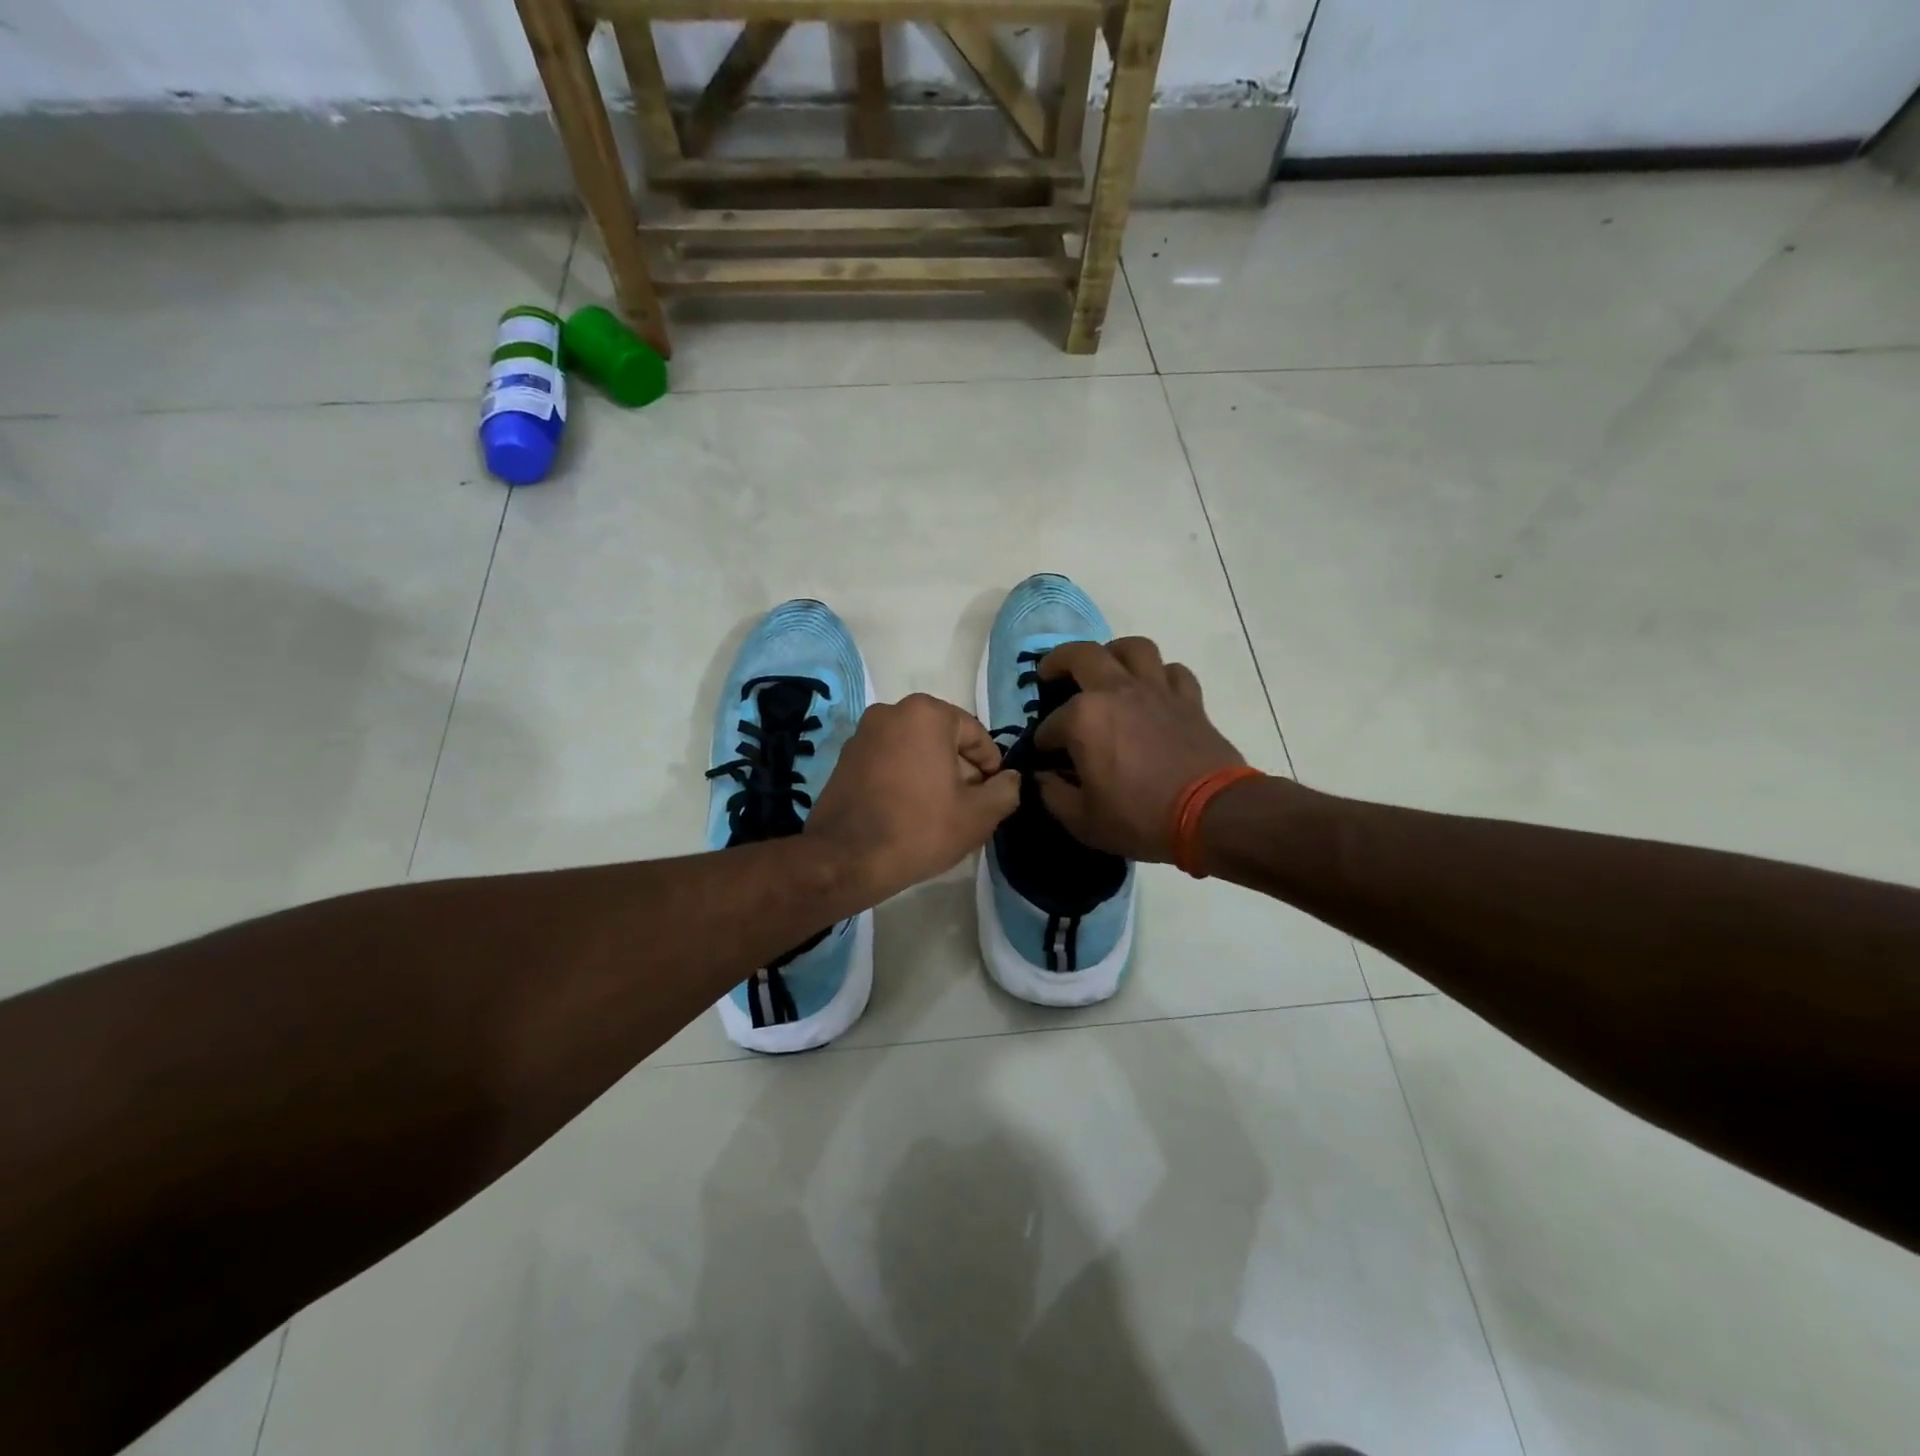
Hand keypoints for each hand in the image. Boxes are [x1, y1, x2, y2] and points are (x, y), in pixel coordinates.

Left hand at [805, 693, 1021, 901]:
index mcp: (926, 714)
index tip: (993, 794)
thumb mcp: (977, 815)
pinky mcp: (845, 758)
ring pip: (914, 749)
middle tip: (969, 805)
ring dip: (933, 773)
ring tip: (940, 812)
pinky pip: (889, 760)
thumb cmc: (919, 829)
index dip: (991, 766)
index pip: (975, 734)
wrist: (846, 858)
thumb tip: (1010, 778)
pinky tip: (910, 811)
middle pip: (943, 738)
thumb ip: (1005, 791)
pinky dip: (905, 777)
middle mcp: (891, 711)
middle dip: (960, 768)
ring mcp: (863, 733)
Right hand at [1033, 639, 1247, 861]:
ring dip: (1114, 652)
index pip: (1050, 724)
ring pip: (1133, 648)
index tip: (1045, 757)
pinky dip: (1160, 675)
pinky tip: (1153, 690)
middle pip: (1081, 655)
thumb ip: (1053, 795)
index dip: (1043, 741)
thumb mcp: (1083, 821)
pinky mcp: (1189, 700)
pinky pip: (1173, 672)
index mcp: (1084, 718)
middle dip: (1058, 661)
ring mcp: (1156, 691)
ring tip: (1106, 667)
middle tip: (1050, 673)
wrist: (1211, 815)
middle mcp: (1117, 691)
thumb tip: (1043, 778)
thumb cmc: (1140, 818)